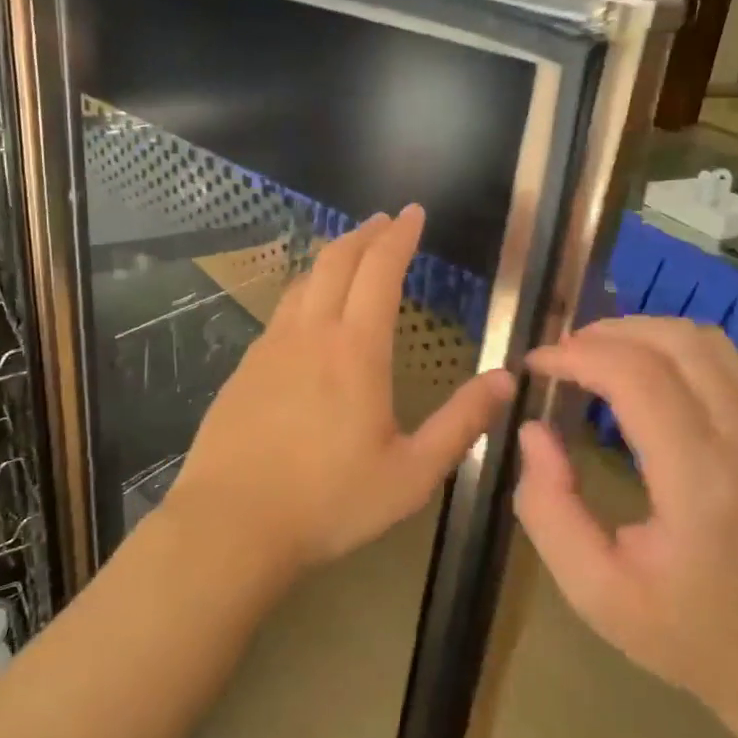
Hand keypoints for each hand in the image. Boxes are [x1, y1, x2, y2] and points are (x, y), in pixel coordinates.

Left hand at [165, 205, 514, 575]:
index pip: (379, 270)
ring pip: (302, 283)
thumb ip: (461, 423)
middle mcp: (310, 334)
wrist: (231, 524)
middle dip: (364, 233)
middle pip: (336, 262)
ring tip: (350, 254)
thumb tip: (505, 379)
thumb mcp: (412, 473)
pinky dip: (304, 293)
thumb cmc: (330, 502)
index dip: (398, 235)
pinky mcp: (244, 369)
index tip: (413, 212)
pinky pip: (280, 313)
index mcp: (356, 350)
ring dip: (331, 258)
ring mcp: (269, 348)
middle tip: (384, 220)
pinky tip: (307, 314)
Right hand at [514, 316, 737, 736]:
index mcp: (700, 484)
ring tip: (591, 356)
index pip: (638, 377)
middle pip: (673, 342)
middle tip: (556, 357)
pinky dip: (669, 347)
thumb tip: (534, 431)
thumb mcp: (596, 593)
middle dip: (604, 334)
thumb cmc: (690, 637)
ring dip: (639, 332)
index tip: (534, 367)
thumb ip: (549, 509)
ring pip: (703, 340)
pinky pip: (721, 361)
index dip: (577, 356)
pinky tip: (638, 373)